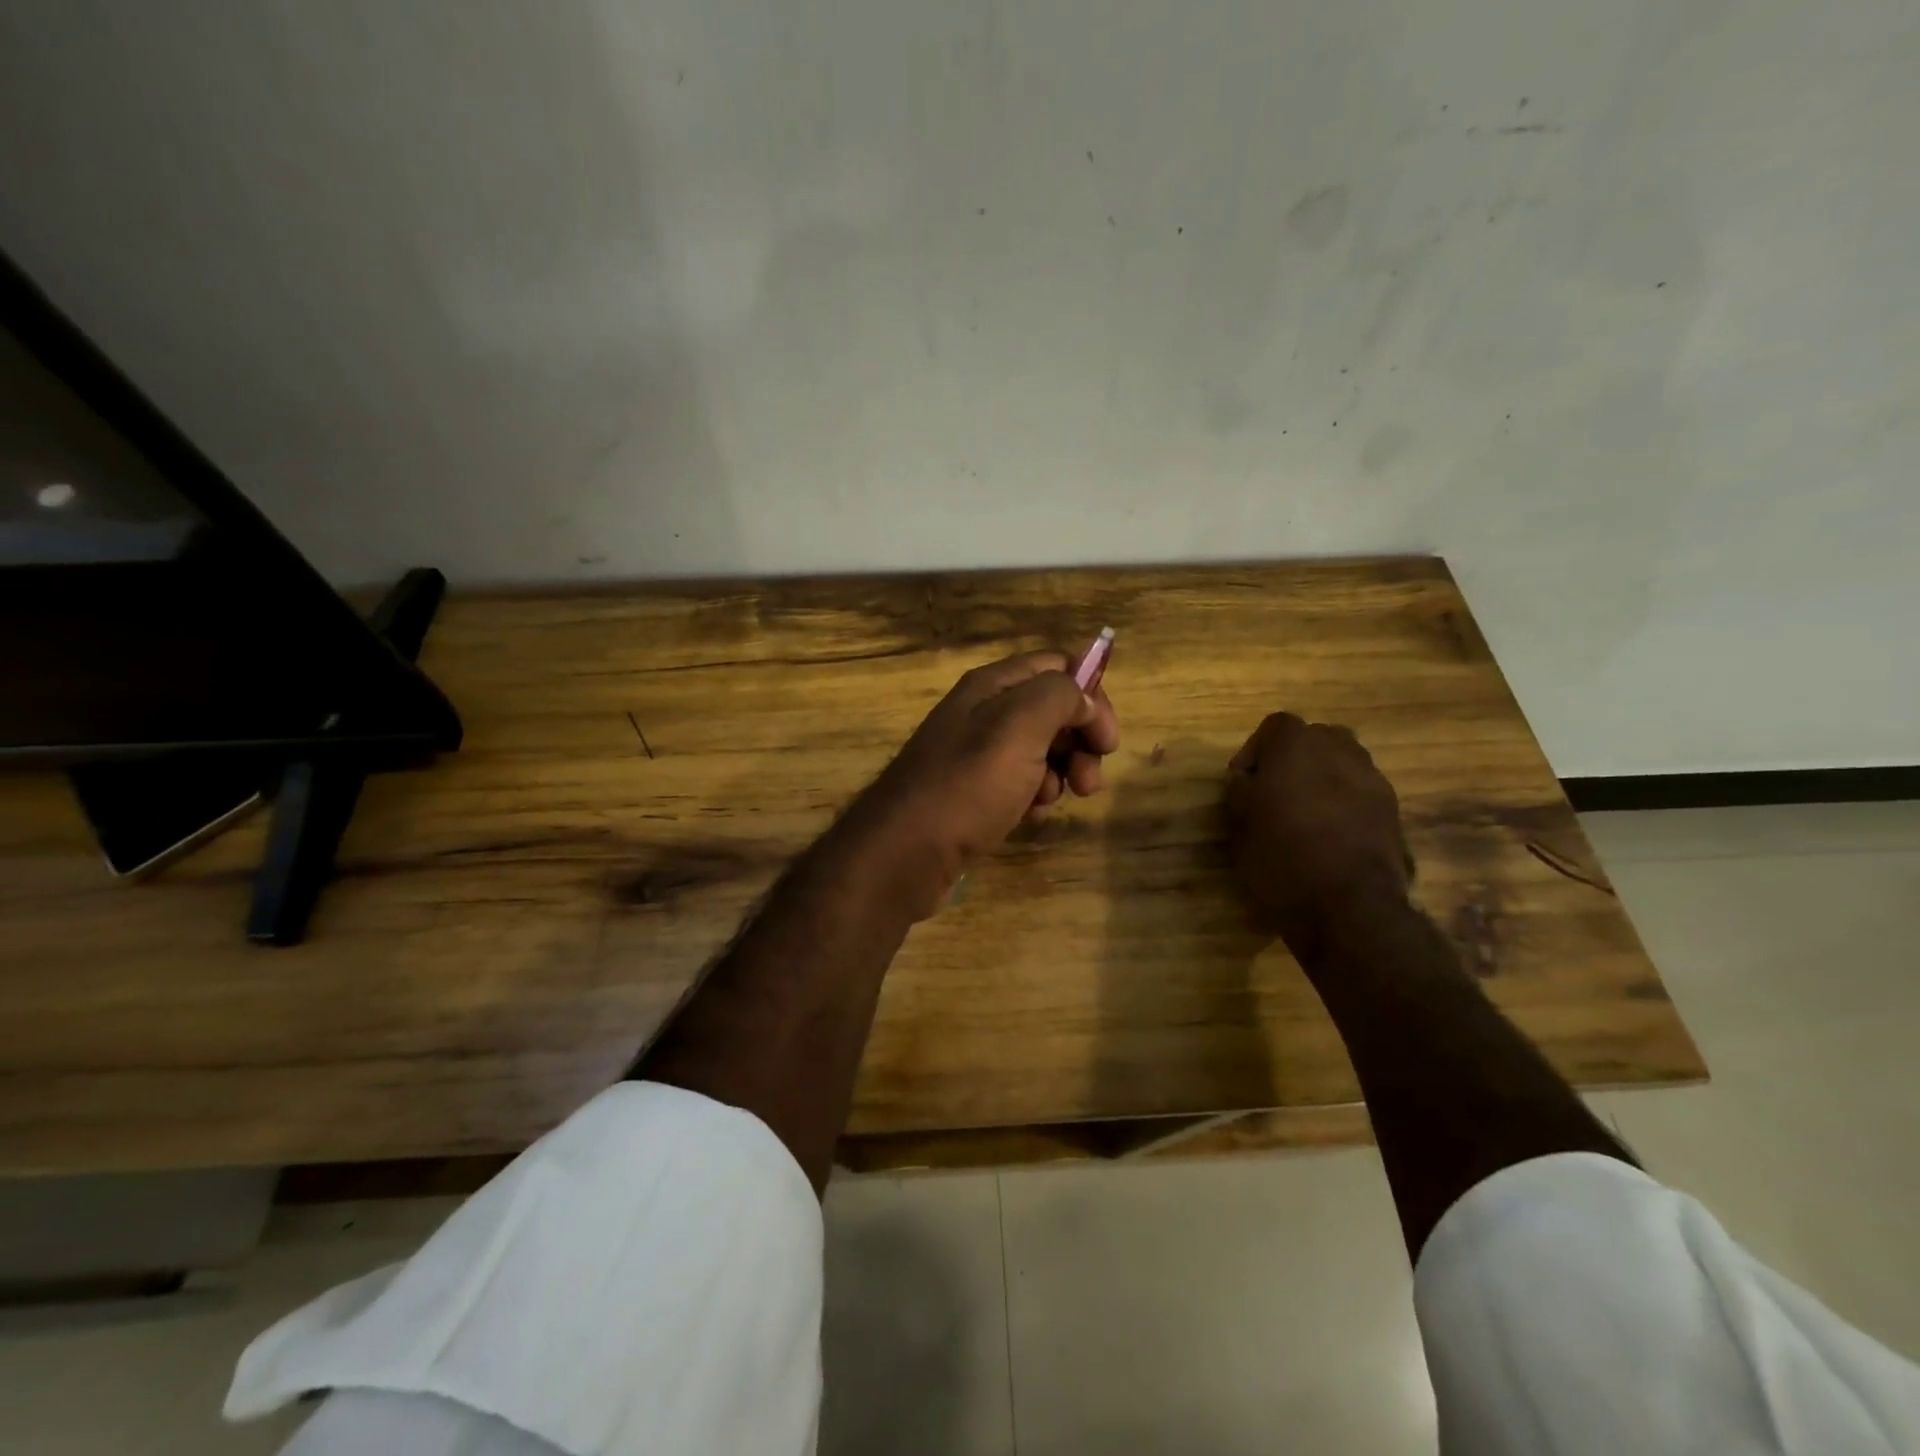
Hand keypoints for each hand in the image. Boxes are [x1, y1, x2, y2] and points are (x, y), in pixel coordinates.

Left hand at [850, 650, 1119, 918]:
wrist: (904, 852)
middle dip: (1080, 741)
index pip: (1056, 666)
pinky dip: (1033, 795)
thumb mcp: (1018, 727)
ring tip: (1051, 800)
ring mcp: (975, 753)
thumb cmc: (966, 785)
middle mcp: (982, 711)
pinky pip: (1018, 781)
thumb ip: (1058, 697)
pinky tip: (1029, 815)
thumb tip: (1083, 699)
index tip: (1107, 739)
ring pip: (1039, 749)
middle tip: (1091, 781)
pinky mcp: (971, 790)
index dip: (1090, 694)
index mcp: (991, 685)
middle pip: (1051, 709)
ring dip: (1060, 772)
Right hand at [1223, 712, 1412, 955]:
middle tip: (1275, 793)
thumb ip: (1241, 792)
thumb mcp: (1239, 826)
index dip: (1255, 751)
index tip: (1244, 783)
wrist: (1350, 909)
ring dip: (1323, 780)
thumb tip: (1246, 780)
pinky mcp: (1394, 812)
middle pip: (1315, 739)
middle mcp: (1340, 751)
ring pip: (1343, 764)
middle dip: (1294, 760)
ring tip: (1305, 815)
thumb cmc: (1281, 860)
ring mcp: (1374, 780)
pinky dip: (1345, 804)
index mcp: (1297, 747)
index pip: (1275, 726)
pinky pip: (1361, 794)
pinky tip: (1330, 837)